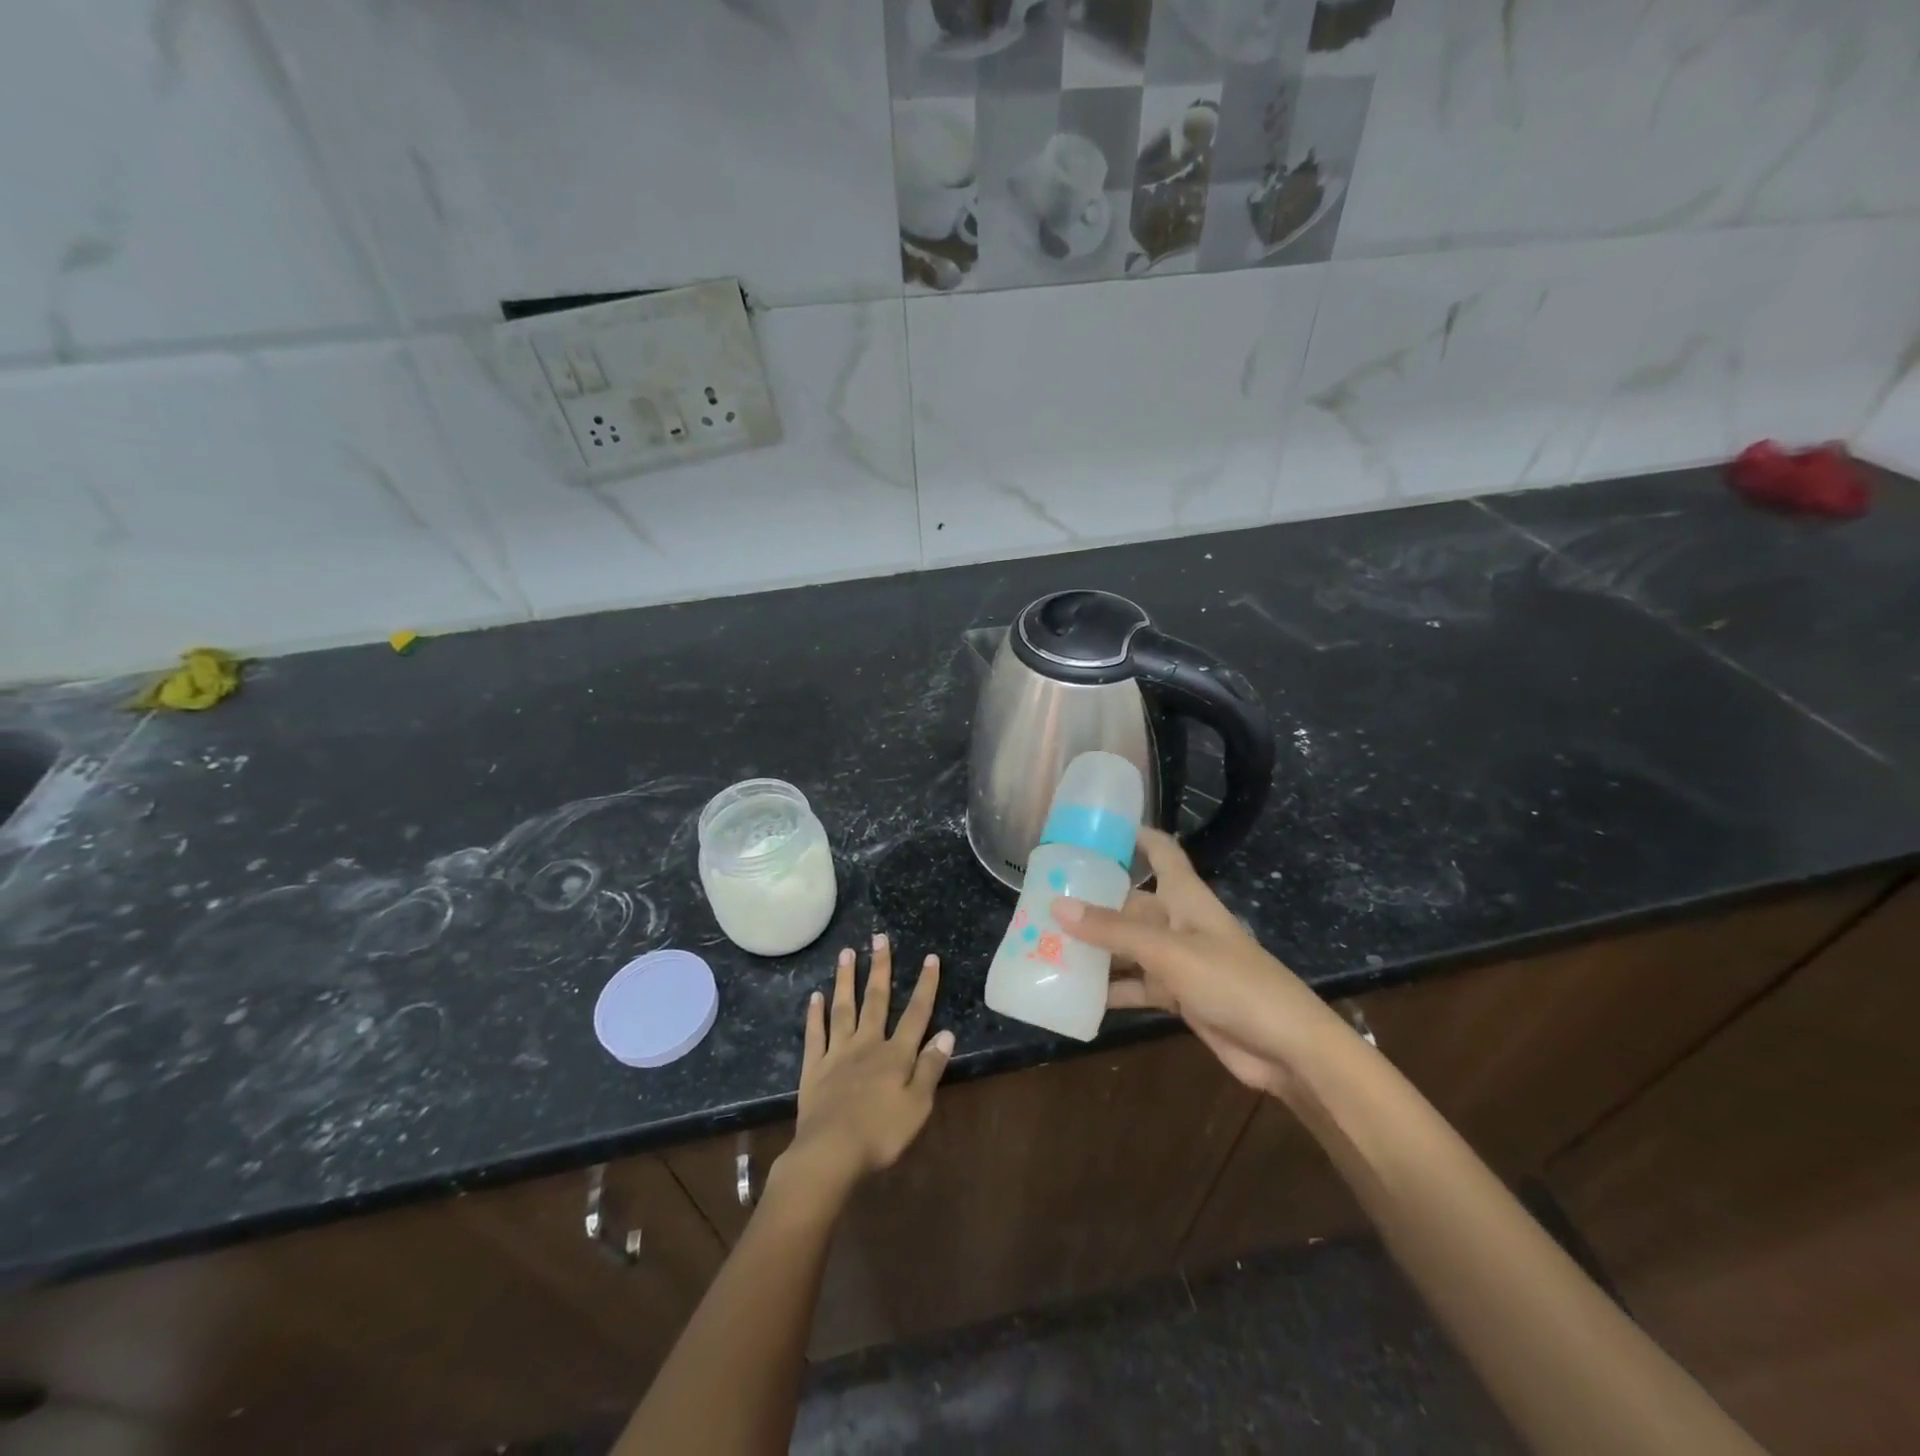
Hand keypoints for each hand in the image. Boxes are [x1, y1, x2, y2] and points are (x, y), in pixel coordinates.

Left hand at [782, 935, 953, 1192]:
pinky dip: (815, 1014)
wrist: (829, 1153)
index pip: (916, 1013)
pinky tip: (814, 996)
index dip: (925, 986)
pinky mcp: (814, 1068)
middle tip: (879, 937)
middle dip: (880, 967)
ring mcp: (837, 1054)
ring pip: (843, 1008)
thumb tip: (946, 1032)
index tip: (930, 958)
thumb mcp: (918, 1106)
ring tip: (846, 953)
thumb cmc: (880, 1133)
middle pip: (876, 1000)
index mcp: (895, 1055)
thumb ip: (930, 1067)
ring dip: (846, 980)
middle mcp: (867, 1044)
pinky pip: (815, 1035)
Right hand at [1053, 828, 1348, 1099]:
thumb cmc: (1232, 982)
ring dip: (1096, 949)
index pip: (1161, 851)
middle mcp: (1179, 922)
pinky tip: (1076, 994)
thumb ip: (1113, 930)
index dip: (1134, 835)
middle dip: (1093, 902)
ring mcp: (1179, 961)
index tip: (1094, 829)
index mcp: (1185, 897)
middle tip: (1043, 900)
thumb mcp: (1168, 952)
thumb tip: (1057, 904)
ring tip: (1046, 945)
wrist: (1286, 1048)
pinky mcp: (1179, 996)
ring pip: (1128, 946)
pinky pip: (1136, 986)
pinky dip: (1111, 990)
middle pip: (1131, 902)